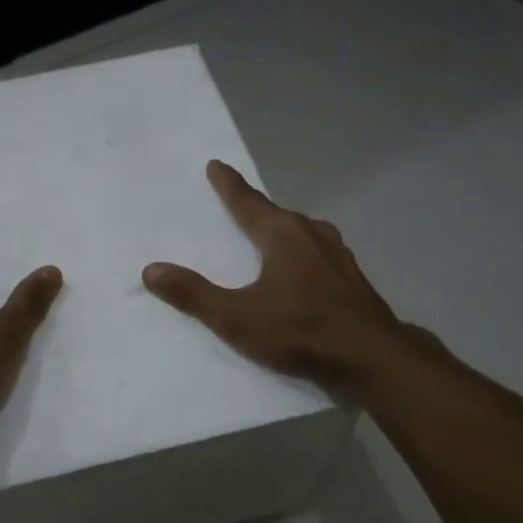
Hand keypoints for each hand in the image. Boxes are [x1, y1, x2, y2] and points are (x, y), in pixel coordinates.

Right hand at [143, 161, 408, 399]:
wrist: (371, 358)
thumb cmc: (300, 330)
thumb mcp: (237, 317)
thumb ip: (194, 294)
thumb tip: (151, 270)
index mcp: (283, 234)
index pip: (248, 202)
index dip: (229, 185)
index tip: (216, 165)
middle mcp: (312, 234)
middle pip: (277, 215)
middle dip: (256, 209)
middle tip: (238, 204)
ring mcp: (338, 255)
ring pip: (302, 234)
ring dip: (282, 231)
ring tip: (268, 236)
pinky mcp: (352, 279)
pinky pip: (318, 254)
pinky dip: (301, 254)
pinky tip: (301, 271)